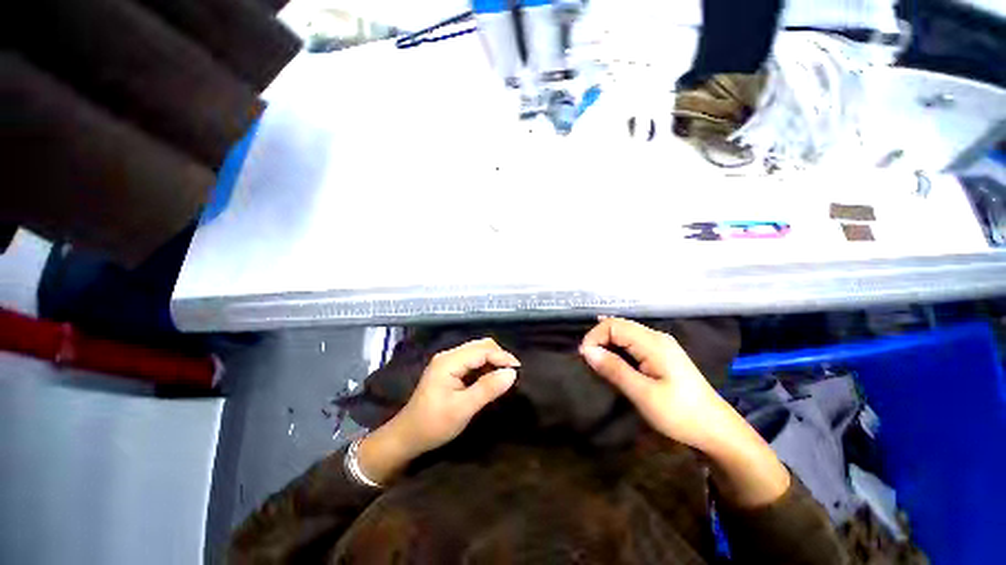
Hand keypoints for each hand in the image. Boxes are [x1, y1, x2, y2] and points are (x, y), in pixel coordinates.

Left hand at [358, 338, 519, 482]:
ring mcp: (448, 361)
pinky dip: (485, 366)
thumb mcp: (463, 409)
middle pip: (480, 346)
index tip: (519, 370)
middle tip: (512, 374)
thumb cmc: (434, 424)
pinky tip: (491, 378)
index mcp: (449, 361)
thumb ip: (487, 388)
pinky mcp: (450, 369)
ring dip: (493, 361)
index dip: (502, 357)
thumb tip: (512, 373)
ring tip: (505, 377)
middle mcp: (449, 355)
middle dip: (499, 356)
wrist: (407, 436)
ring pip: (478, 352)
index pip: (482, 350)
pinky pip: (473, 361)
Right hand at [580, 317, 788, 506]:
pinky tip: (612, 356)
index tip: (584, 358)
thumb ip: (614, 369)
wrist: (717, 431)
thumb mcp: (643, 394)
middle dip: (598, 338)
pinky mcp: (662, 354)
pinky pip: (633, 341)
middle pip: (619, 325)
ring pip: (625, 332)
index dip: (594, 337)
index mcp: (653, 342)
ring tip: (596, 360)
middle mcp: (656, 337)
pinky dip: (618, 346)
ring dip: (607, 342)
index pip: (613, 325)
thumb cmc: (680, 414)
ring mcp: (661, 344)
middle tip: (587, 360)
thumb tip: (586, 350)